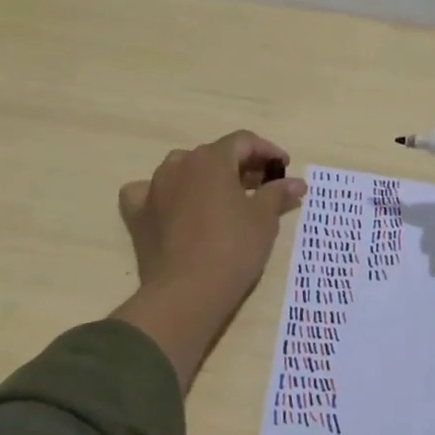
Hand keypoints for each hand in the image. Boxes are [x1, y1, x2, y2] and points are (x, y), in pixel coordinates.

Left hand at [111, 131, 306, 388]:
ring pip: (182, 171)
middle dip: (240, 167)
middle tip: (261, 188)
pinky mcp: (137, 215)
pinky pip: (148, 194)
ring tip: (224, 200)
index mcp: (211, 159)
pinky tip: (172, 208)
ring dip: (204, 178)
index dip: (267, 151)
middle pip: (214, 155)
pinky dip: (164, 196)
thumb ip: (278, 193)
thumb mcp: (264, 220)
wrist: (186, 293)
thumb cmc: (232, 249)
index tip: (284, 168)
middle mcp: (179, 165)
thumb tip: (296, 182)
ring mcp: (153, 188)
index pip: (243, 141)